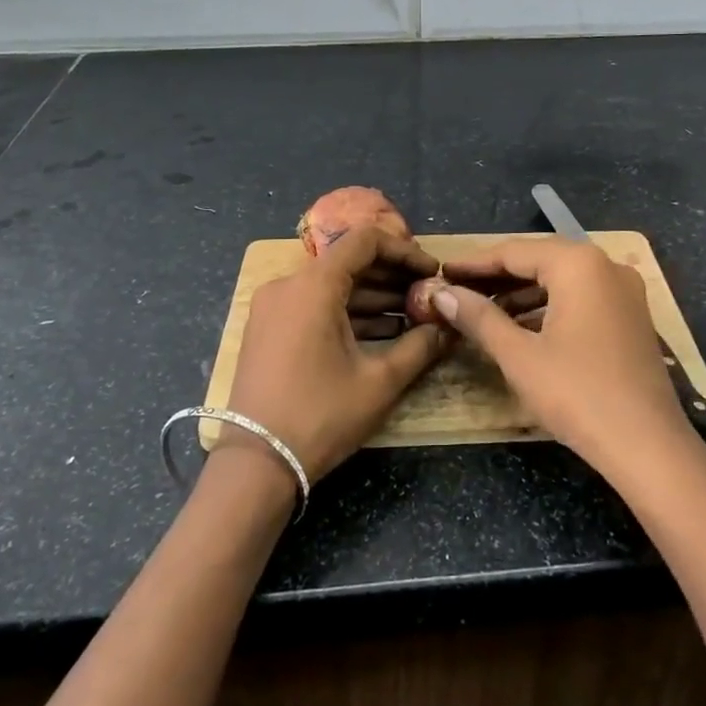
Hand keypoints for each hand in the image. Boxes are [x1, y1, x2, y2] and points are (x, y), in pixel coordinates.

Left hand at [227, 225, 450, 482]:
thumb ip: (420, 346)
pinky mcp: (269, 330)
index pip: (365, 241)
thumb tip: (449, 327)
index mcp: (313, 286)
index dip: (404, 251)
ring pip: (332, 286)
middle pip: (348, 262)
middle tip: (428, 296)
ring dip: (373, 297)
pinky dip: (348, 314)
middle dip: (392, 277)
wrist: (256, 464)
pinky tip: (382, 333)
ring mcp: (274, 308)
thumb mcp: (379, 382)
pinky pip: (315, 307)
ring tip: (413, 317)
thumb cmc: (321, 416)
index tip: (432, 272)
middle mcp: (288, 285)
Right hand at [434, 238, 695, 478]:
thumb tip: (442, 293)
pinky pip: (581, 297)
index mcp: (578, 264)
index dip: (474, 263)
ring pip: (561, 279)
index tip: (441, 272)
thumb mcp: (519, 356)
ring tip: (482, 309)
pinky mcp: (631, 316)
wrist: (648, 447)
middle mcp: (605, 265)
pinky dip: (549, 306)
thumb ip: (479, 318)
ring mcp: (624, 291)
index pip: (514, 251)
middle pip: (540, 259)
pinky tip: (522, 326)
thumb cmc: (578, 394)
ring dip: (522, 292)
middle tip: (457, 289)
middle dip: (497, 276)